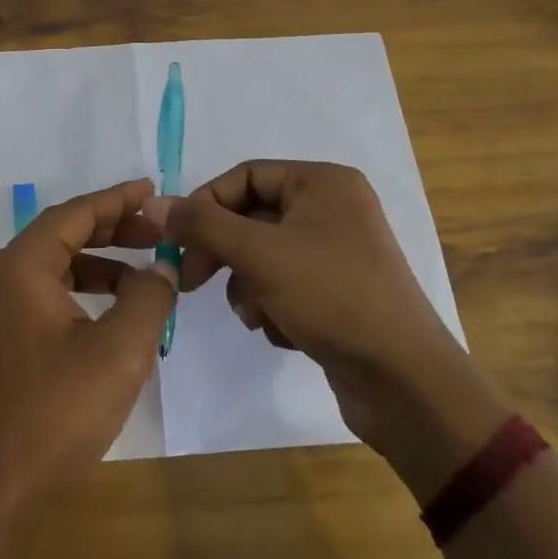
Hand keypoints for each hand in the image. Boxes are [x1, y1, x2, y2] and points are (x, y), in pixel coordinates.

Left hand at [0, 180, 174, 521]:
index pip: (74, 214)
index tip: (152, 190)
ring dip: (98, 263)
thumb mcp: (120, 352)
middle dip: (112, 230)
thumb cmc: (56, 415)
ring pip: (52, 265)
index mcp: (19, 268)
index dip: (117, 200)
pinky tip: (112, 311)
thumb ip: (148, 296)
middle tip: (158, 232)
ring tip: (145, 273)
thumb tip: (160, 266)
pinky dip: (78, 291)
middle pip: (61, 234)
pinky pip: (41, 293)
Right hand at [145, 161, 464, 443]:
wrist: (405, 381)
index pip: (245, 176)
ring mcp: (337, 252)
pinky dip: (273, 305)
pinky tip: (282, 331)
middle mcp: (333, 209)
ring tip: (256, 315)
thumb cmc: (332, 297)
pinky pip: (285, 284)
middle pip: (252, 217)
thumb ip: (202, 225)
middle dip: (223, 251)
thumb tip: (152, 202)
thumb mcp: (258, 254)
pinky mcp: (338, 292)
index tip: (176, 240)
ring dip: (247, 285)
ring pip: (263, 255)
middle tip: (192, 280)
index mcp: (323, 183)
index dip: (205, 204)